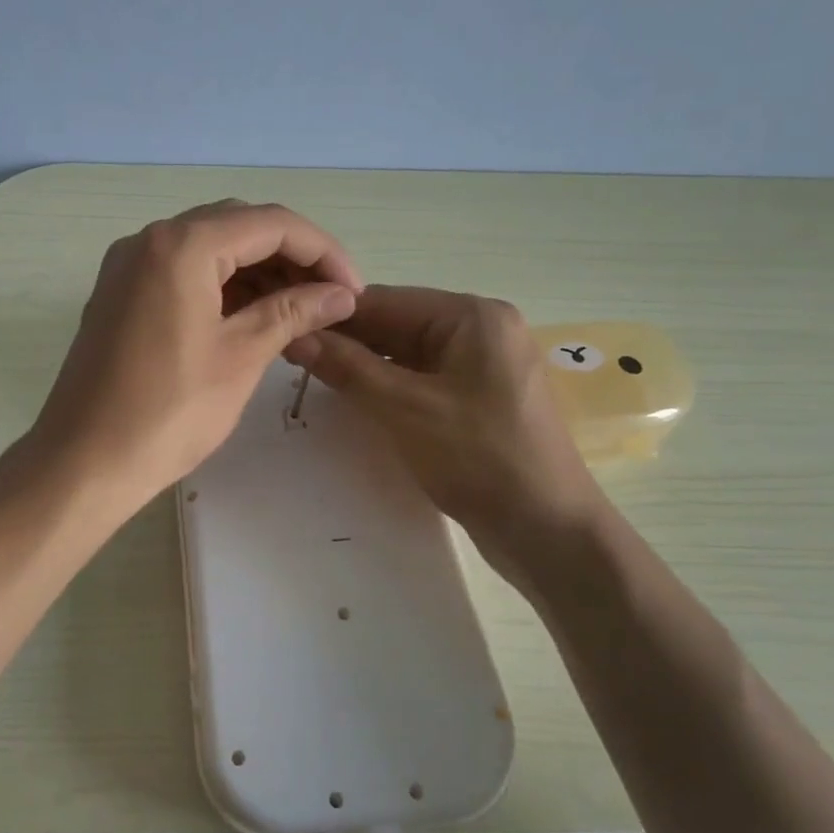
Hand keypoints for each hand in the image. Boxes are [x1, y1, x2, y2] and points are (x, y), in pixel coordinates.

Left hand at [33, 200, 362, 506]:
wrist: (83, 461)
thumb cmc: (169, 411)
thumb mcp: (241, 356)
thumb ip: (293, 312)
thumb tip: (340, 294)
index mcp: (181, 245)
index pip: (270, 224)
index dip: (322, 251)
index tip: (353, 289)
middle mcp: (149, 240)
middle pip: (238, 227)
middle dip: (291, 257)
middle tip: (329, 299)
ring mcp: (128, 266)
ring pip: (209, 249)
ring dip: (257, 272)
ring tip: (299, 311)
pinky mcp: (120, 294)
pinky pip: (182, 272)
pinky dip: (222, 286)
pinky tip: (253, 316)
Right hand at [285, 286, 605, 556]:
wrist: (548, 532)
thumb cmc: (479, 458)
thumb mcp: (404, 408)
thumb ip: (348, 367)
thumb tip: (294, 335)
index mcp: (472, 316)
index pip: (386, 300)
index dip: (332, 315)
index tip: (285, 329)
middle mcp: (482, 328)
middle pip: (397, 323)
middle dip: (348, 340)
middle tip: (292, 358)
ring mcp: (485, 364)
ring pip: (408, 352)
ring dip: (365, 364)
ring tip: (315, 377)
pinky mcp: (480, 396)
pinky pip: (424, 377)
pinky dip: (390, 385)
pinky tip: (356, 397)